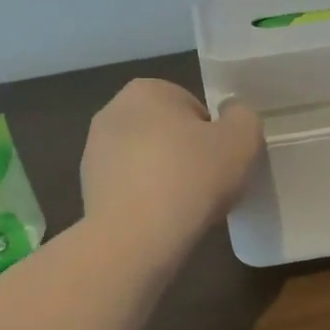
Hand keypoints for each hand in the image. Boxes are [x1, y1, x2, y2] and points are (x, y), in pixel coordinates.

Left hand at [80, 79, 262, 258]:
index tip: (222, 163)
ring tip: (185, 209)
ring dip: (166, 178)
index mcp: (146, 90)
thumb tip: (232, 117)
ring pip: (147, 162)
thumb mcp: (242, 139)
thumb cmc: (191, 178)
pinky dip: (146, 201)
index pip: (194, 108)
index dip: (215, 137)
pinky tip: (161, 223)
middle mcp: (112, 112)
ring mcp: (94, 153)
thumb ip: (243, 117)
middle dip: (187, 155)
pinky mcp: (86, 190)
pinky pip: (130, 190)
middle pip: (168, 133)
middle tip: (208, 185)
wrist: (135, 239)